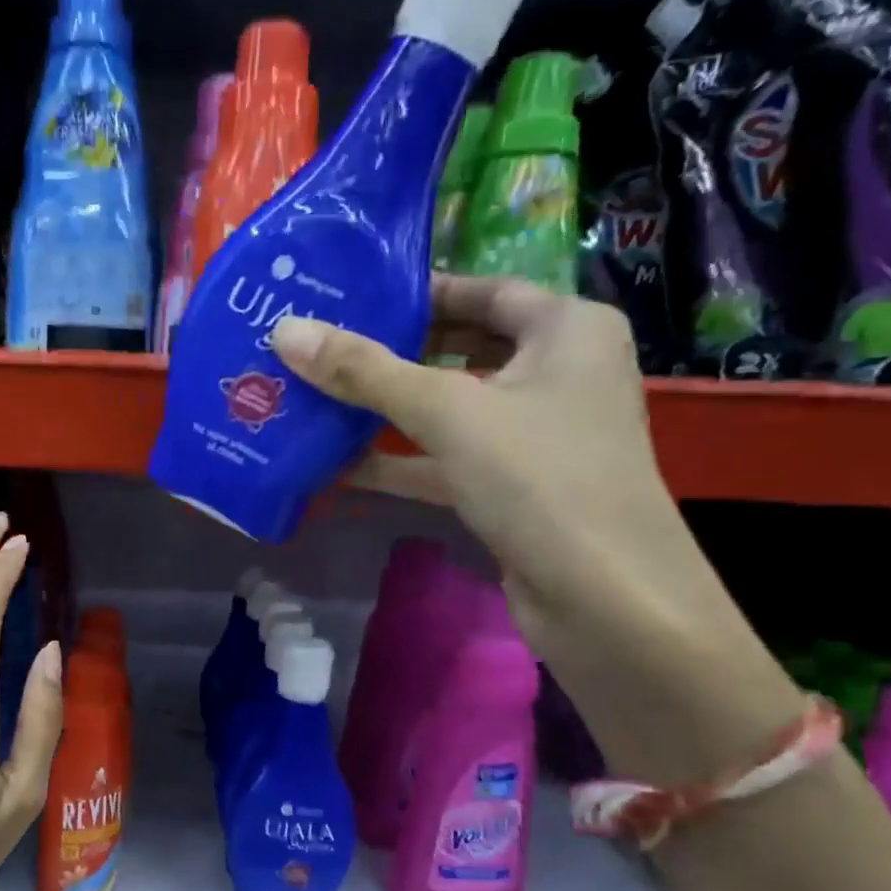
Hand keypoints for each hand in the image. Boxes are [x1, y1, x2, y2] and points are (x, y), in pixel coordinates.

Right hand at [272, 276, 800, 784]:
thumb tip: (285, 332)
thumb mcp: (448, 412)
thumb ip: (365, 372)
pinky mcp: (510, 488)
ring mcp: (532, 436)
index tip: (347, 298)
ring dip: (385, 411)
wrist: (605, 600)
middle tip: (317, 348)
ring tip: (312, 399)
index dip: (415, 291)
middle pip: (459, 349)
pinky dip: (397, 461)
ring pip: (447, 410)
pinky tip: (336, 464)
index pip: (481, 290)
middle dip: (389, 353)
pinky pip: (444, 459)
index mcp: (565, 329)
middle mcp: (555, 373)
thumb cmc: (540, 478)